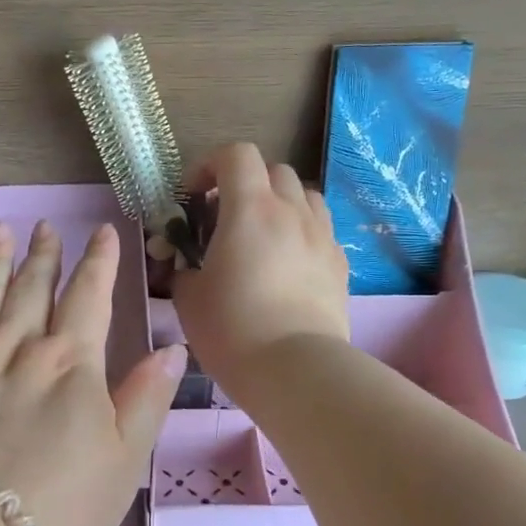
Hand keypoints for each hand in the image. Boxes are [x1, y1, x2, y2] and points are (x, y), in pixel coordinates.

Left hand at [0, 220, 185, 525]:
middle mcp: (16, 349)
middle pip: (32, 289)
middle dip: (43, 254)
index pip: (88, 296)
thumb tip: (171, 348)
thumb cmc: (61, 507)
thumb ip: (146, 399)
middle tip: (44, 225)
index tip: (102, 232)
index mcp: (69, 363)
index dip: (98, 262)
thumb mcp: (125, 460)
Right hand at [173, 143, 349, 391]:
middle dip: (246, 183)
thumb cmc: (232, 328)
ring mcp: (321, 236)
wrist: (294, 370)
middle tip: (225, 217)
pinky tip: (288, 264)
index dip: (210, 165)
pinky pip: (320, 229)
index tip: (193, 196)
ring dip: (280, 203)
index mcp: (250, 209)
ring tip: (262, 234)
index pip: (236, 155)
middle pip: (273, 170)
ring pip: (304, 195)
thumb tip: (189, 266)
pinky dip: (301, 232)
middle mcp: (291, 211)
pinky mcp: (340, 263)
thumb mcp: (189, 297)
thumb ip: (185, 268)